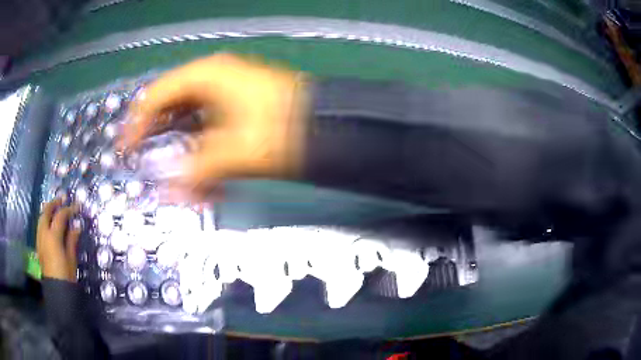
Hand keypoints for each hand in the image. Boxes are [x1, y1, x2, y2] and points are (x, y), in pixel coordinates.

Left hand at [36, 198, 80, 281]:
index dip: (69, 209)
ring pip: (41, 217)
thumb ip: (72, 239)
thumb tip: (76, 225)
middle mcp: (44, 233)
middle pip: (47, 212)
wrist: (57, 291)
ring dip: (48, 210)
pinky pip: (40, 226)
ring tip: (55, 208)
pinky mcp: (38, 245)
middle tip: (63, 199)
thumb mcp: (71, 258)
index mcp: (53, 236)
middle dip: (54, 203)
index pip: (60, 216)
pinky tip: (49, 223)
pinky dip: (45, 220)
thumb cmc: (66, 276)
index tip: (77, 205)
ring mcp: (39, 239)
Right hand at [121, 54, 309, 200]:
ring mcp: (227, 91)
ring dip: (182, 151)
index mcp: (206, 76)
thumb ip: (194, 173)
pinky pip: (207, 127)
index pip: (155, 96)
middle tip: (145, 163)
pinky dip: (202, 151)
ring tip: (176, 176)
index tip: (124, 150)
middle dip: (158, 139)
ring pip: (189, 120)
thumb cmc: (282, 131)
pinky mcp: (238, 106)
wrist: (329, 127)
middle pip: (170, 107)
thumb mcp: (233, 153)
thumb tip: (166, 195)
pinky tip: (202, 175)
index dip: (136, 125)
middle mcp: (213, 78)